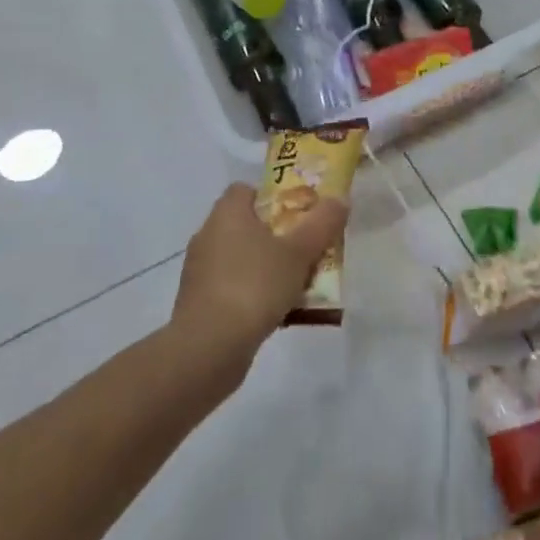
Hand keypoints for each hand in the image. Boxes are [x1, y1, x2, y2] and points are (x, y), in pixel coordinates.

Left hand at [172, 183, 348, 370]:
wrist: (208, 349)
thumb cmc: (254, 286)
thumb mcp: (298, 252)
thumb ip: (322, 223)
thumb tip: (339, 199)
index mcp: (227, 214)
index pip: (246, 189)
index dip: (273, 195)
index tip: (299, 211)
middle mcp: (208, 236)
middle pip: (248, 224)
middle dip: (278, 233)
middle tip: (307, 245)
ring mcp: (200, 271)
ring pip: (242, 257)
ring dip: (267, 265)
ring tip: (299, 280)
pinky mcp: (199, 303)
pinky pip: (233, 286)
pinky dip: (253, 292)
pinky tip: (279, 309)